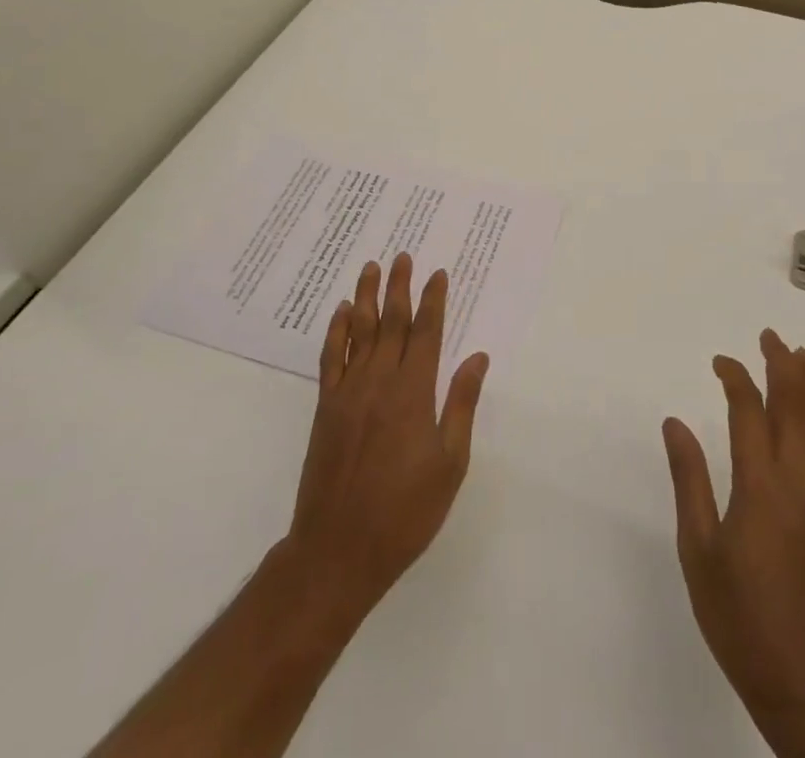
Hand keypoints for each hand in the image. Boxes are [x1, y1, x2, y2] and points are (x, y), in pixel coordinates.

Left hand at [93, 255, 486, 757]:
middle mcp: (380, 381)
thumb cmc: (405, 511)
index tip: (437, 273)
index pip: (427, 333)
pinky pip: (331, 358)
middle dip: (399, 286)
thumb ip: (461, 404)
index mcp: (414, 392)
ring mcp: (348, 392)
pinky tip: (340, 312)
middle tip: (401, 255)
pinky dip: (336, 331)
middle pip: (391, 322)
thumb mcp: (450, 463)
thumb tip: (477, 357)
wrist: (338, 550)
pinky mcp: (326, 407)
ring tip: (370, 267)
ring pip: (358, 331)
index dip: (433, 300)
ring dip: (365, 297)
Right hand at [662, 330, 804, 757]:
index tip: (720, 361)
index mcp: (761, 486)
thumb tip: (675, 422)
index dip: (736, 378)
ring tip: (802, 356)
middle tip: (770, 336)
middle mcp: (800, 482)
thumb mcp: (699, 552)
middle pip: (796, 407)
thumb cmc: (743, 620)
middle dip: (783, 365)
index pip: (750, 412)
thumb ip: (689, 481)